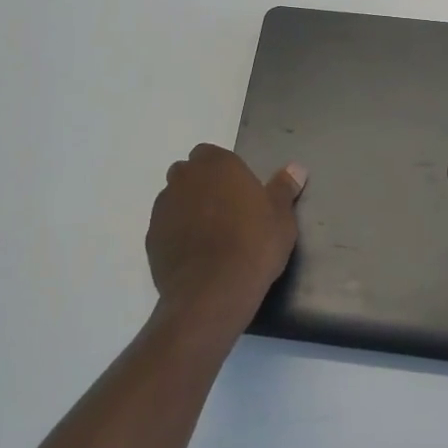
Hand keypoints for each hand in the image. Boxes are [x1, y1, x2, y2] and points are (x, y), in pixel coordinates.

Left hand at [147, 145, 305, 331]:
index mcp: (216, 164)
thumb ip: (284, 188)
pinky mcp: (151, 238)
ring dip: (188, 210)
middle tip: (227, 212)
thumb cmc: (254, 244)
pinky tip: (196, 257)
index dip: (224, 171)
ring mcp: (163, 208)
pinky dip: (177, 236)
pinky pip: (166, 229)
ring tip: (211, 237)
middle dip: (203, 187)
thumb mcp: (281, 216)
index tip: (239, 192)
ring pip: (175, 200)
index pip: (211, 154)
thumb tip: (296, 168)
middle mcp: (184, 178)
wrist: (212, 293)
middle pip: (189, 174)